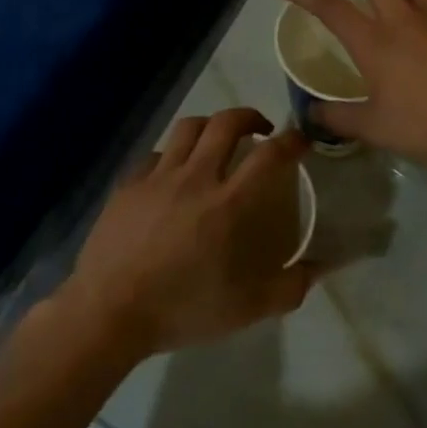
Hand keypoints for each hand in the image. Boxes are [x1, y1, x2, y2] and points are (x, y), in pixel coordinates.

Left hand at [62, 109, 313, 359]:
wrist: (109, 311)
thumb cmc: (181, 309)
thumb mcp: (245, 310)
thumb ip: (287, 288)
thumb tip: (317, 270)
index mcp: (228, 204)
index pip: (269, 155)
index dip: (291, 141)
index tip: (300, 139)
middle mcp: (195, 177)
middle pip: (226, 123)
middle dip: (250, 117)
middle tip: (260, 130)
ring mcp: (158, 176)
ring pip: (188, 128)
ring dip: (211, 126)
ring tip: (217, 140)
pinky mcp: (129, 183)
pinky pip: (156, 154)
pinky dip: (173, 154)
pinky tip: (174, 172)